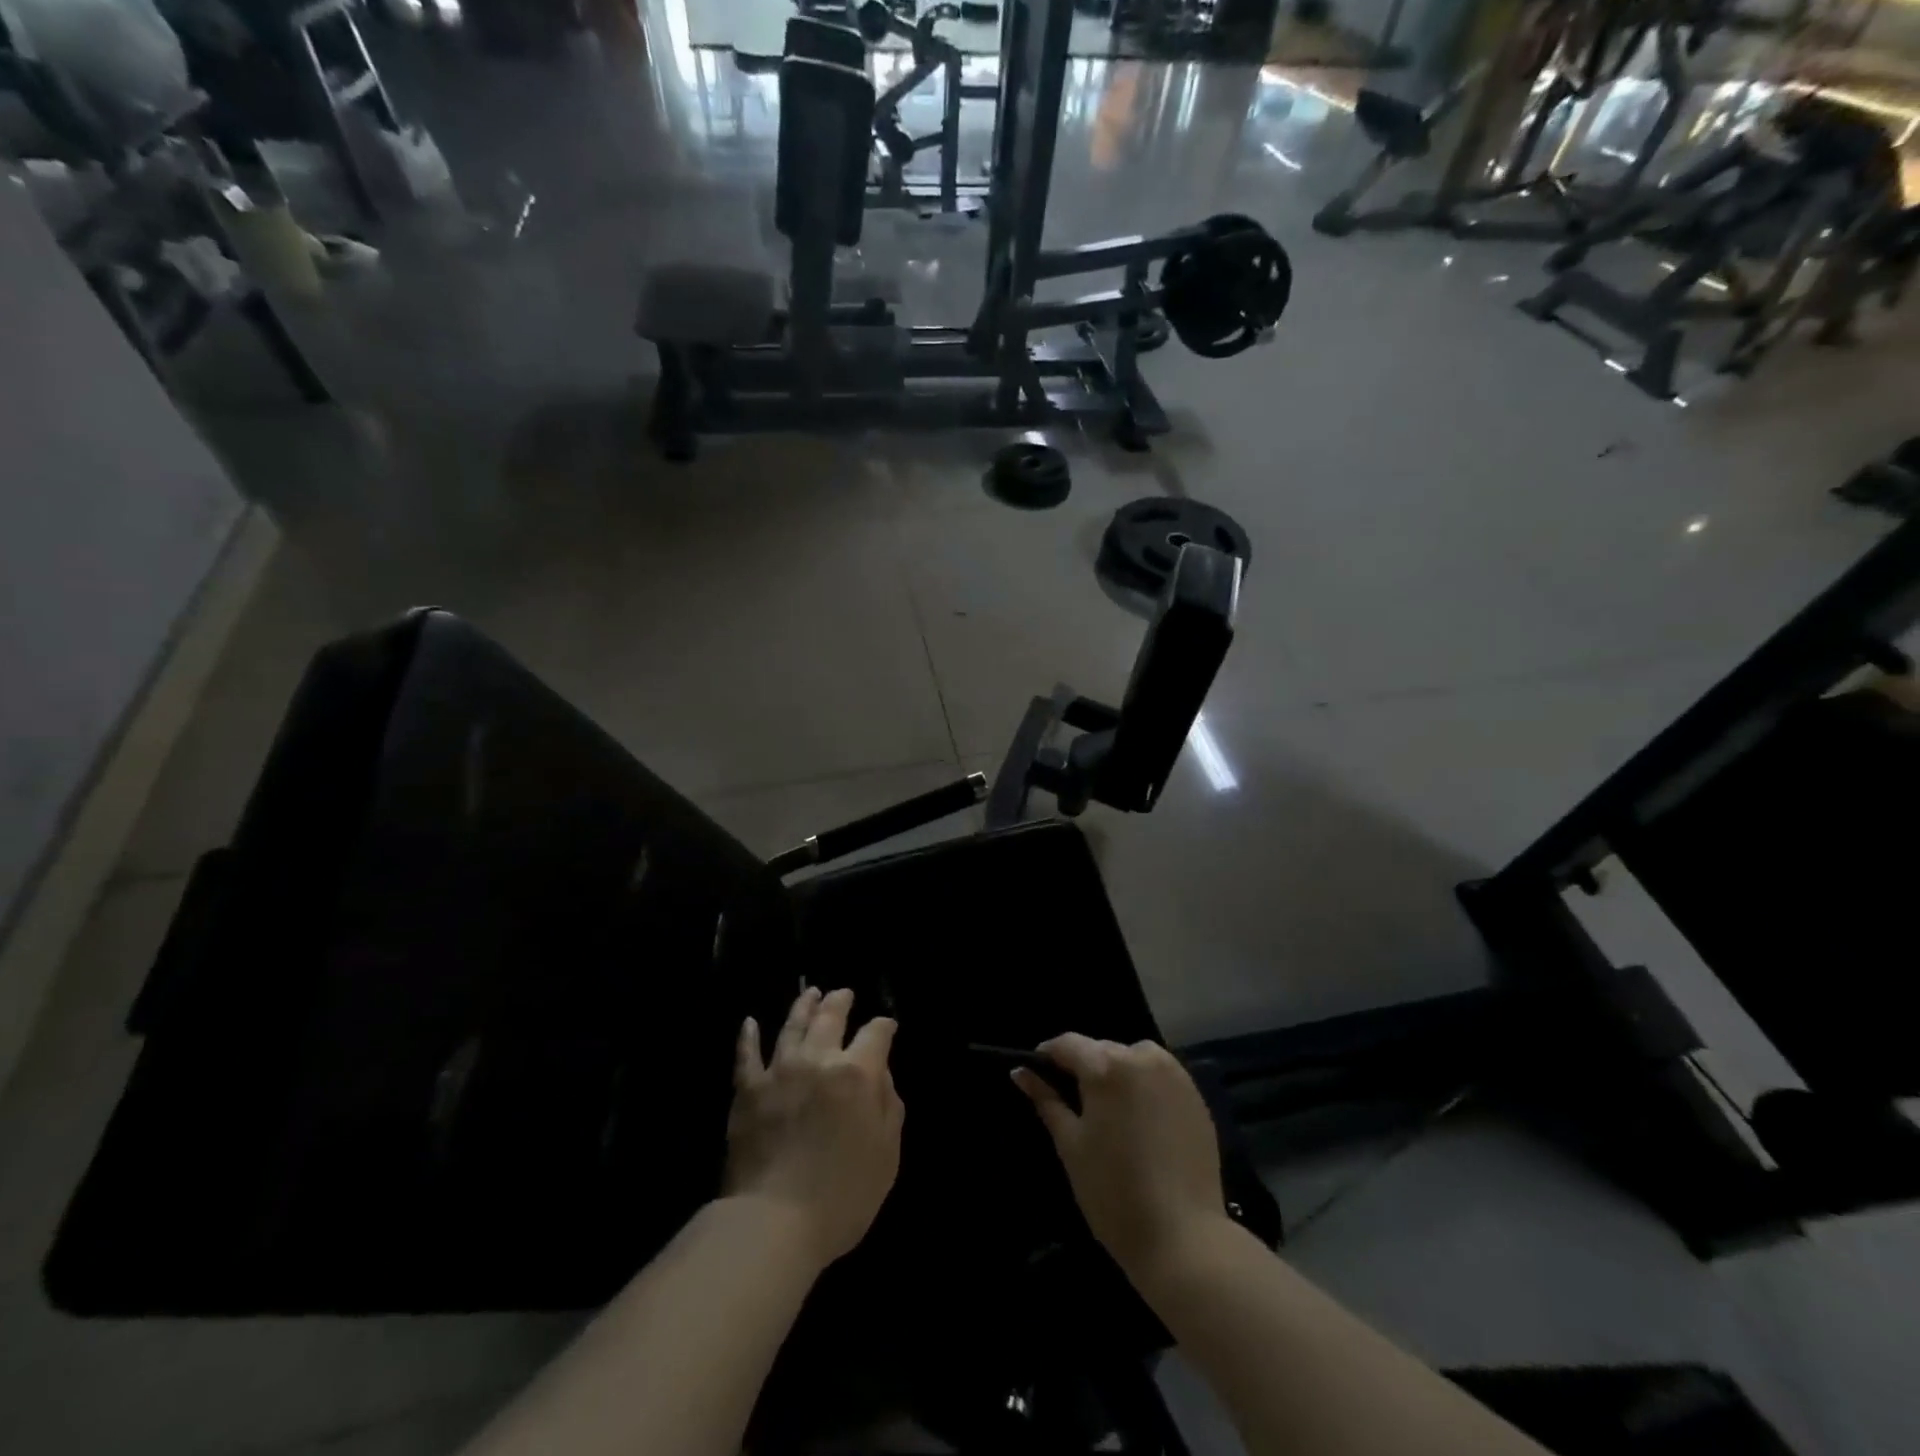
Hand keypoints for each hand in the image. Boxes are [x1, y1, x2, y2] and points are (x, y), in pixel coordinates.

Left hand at [724, 987, 903, 1267]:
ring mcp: (779, 1071)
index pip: (876, 1034)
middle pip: (831, 1017)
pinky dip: (748, 1036)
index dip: (884, 1026)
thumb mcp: (887, 1154)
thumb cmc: (842, 1195)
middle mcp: (818, 1060)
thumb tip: (881, 1074)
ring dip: (803, 1006)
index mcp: (857, 1073)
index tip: (887, 1026)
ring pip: (792, 1025)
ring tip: (810, 993)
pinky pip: (746, 1055)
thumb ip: (889, 1106)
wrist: (774, 1222)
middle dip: (841, 1001)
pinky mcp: (747, 1090)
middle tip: (844, 993)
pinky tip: (750, 1022)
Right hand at [1012, 1034, 1227, 1278]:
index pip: (1067, 1044)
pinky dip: (1144, 1087)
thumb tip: (1020, 1072)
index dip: (1047, 1057)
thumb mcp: (1070, 1145)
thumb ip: (1046, 1100)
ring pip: (1132, 1059)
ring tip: (1109, 1113)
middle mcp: (1142, 1056)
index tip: (1036, 1077)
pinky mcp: (1196, 1095)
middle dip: (1084, 1069)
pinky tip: (1140, 1123)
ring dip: (1116, 1074)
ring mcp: (1174, 1074)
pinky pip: (1159, 1077)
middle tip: (1073, 1104)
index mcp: (1106, 1065)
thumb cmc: (1114, 1193)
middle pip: (1101, 1050)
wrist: (1185, 1239)